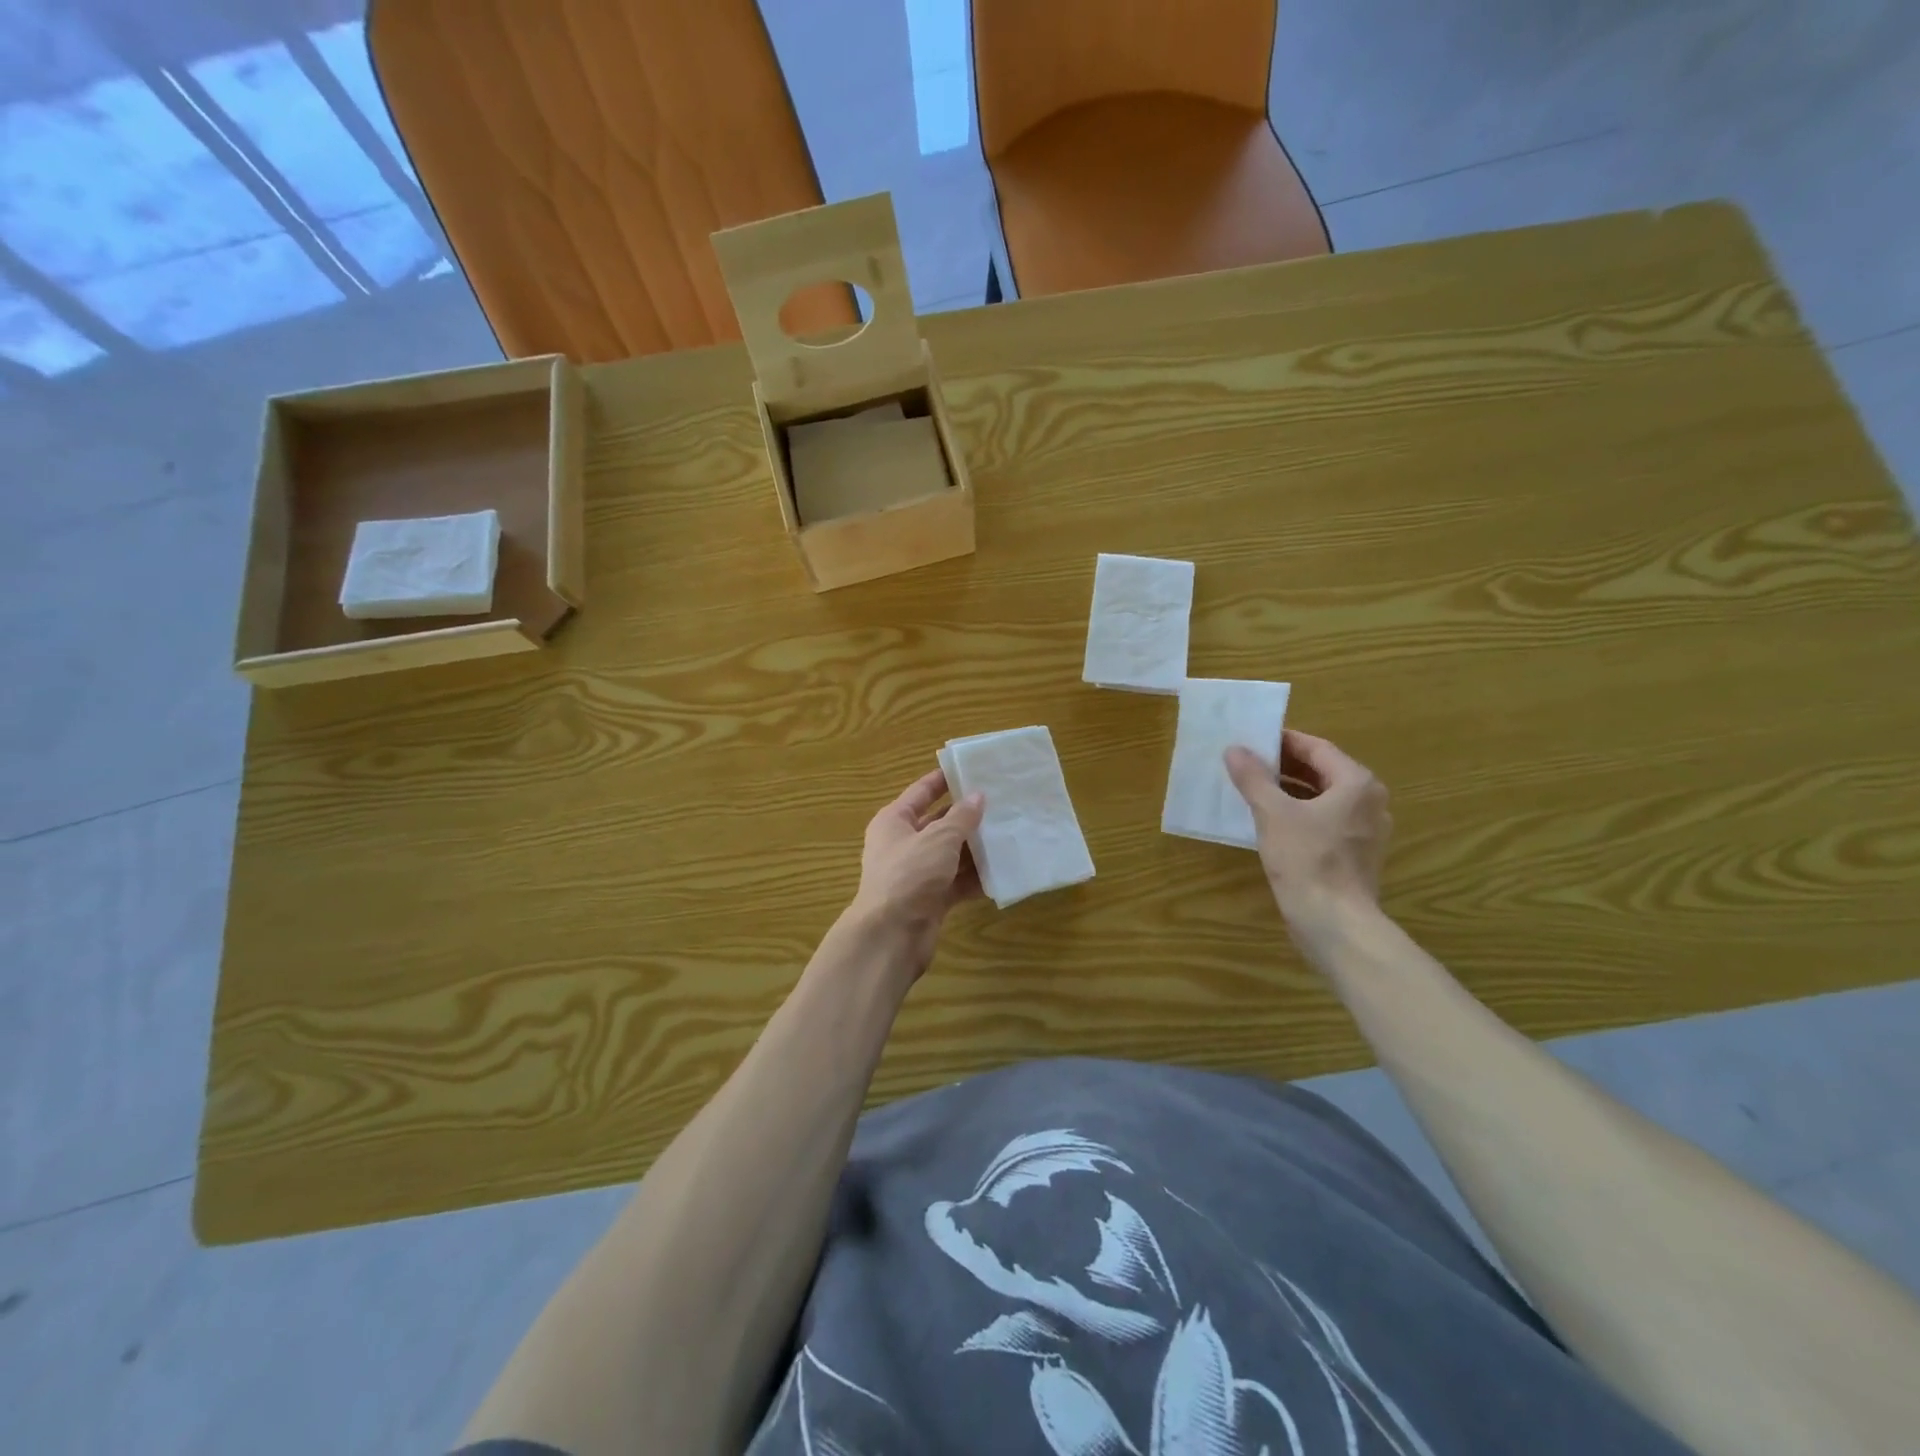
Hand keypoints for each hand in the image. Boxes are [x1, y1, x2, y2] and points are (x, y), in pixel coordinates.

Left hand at [847, 768, 985, 975]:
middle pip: (939, 823)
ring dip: (975, 848)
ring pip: (951, 854)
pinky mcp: (930, 899)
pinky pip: (956, 882)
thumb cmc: (910, 875)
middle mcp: (903, 844)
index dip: (944, 780)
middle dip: (968, 816)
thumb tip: (977, 796)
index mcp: (894, 821)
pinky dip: (975, 878)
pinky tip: (1002, 871)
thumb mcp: (939, 839)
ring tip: (1008, 834)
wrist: (891, 935)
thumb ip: (961, 817)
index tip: (972, 770)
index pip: (921, 792)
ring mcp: (917, 873)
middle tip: (1002, 804)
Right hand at [1224, 729, 1391, 948]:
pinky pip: (1326, 821)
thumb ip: (1253, 778)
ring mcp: (1366, 830)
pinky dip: (1300, 813)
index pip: (1317, 748)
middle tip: (1248, 761)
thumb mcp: (1273, 813)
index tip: (1252, 739)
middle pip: (1323, 772)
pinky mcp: (1356, 854)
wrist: (1334, 922)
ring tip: (1254, 788)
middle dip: (1285, 765)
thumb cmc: (1307, 859)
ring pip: (1324, 798)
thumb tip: (1234, 750)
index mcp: (1356, 784)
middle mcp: (1369, 801)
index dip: (1283, 741)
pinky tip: (1271, 821)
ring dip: (1290, 790)